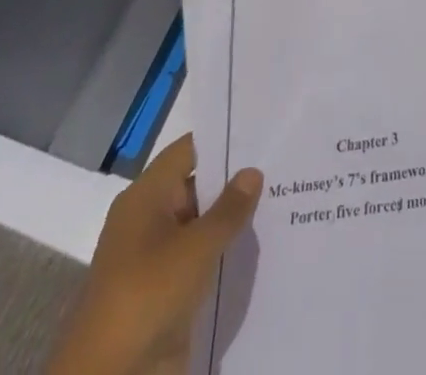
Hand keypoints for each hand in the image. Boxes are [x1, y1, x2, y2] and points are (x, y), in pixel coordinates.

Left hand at [46, 135, 262, 374]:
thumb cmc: (148, 294)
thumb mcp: (196, 248)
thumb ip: (228, 209)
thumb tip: (252, 171)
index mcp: (145, 197)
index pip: (188, 151)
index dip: (222, 140)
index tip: (261, 132)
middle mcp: (148, 220)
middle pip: (195, 186)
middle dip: (234, 181)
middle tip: (280, 165)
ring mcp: (155, 258)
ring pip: (200, 225)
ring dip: (230, 220)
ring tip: (280, 200)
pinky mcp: (164, 292)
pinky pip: (199, 260)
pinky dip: (222, 252)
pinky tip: (259, 246)